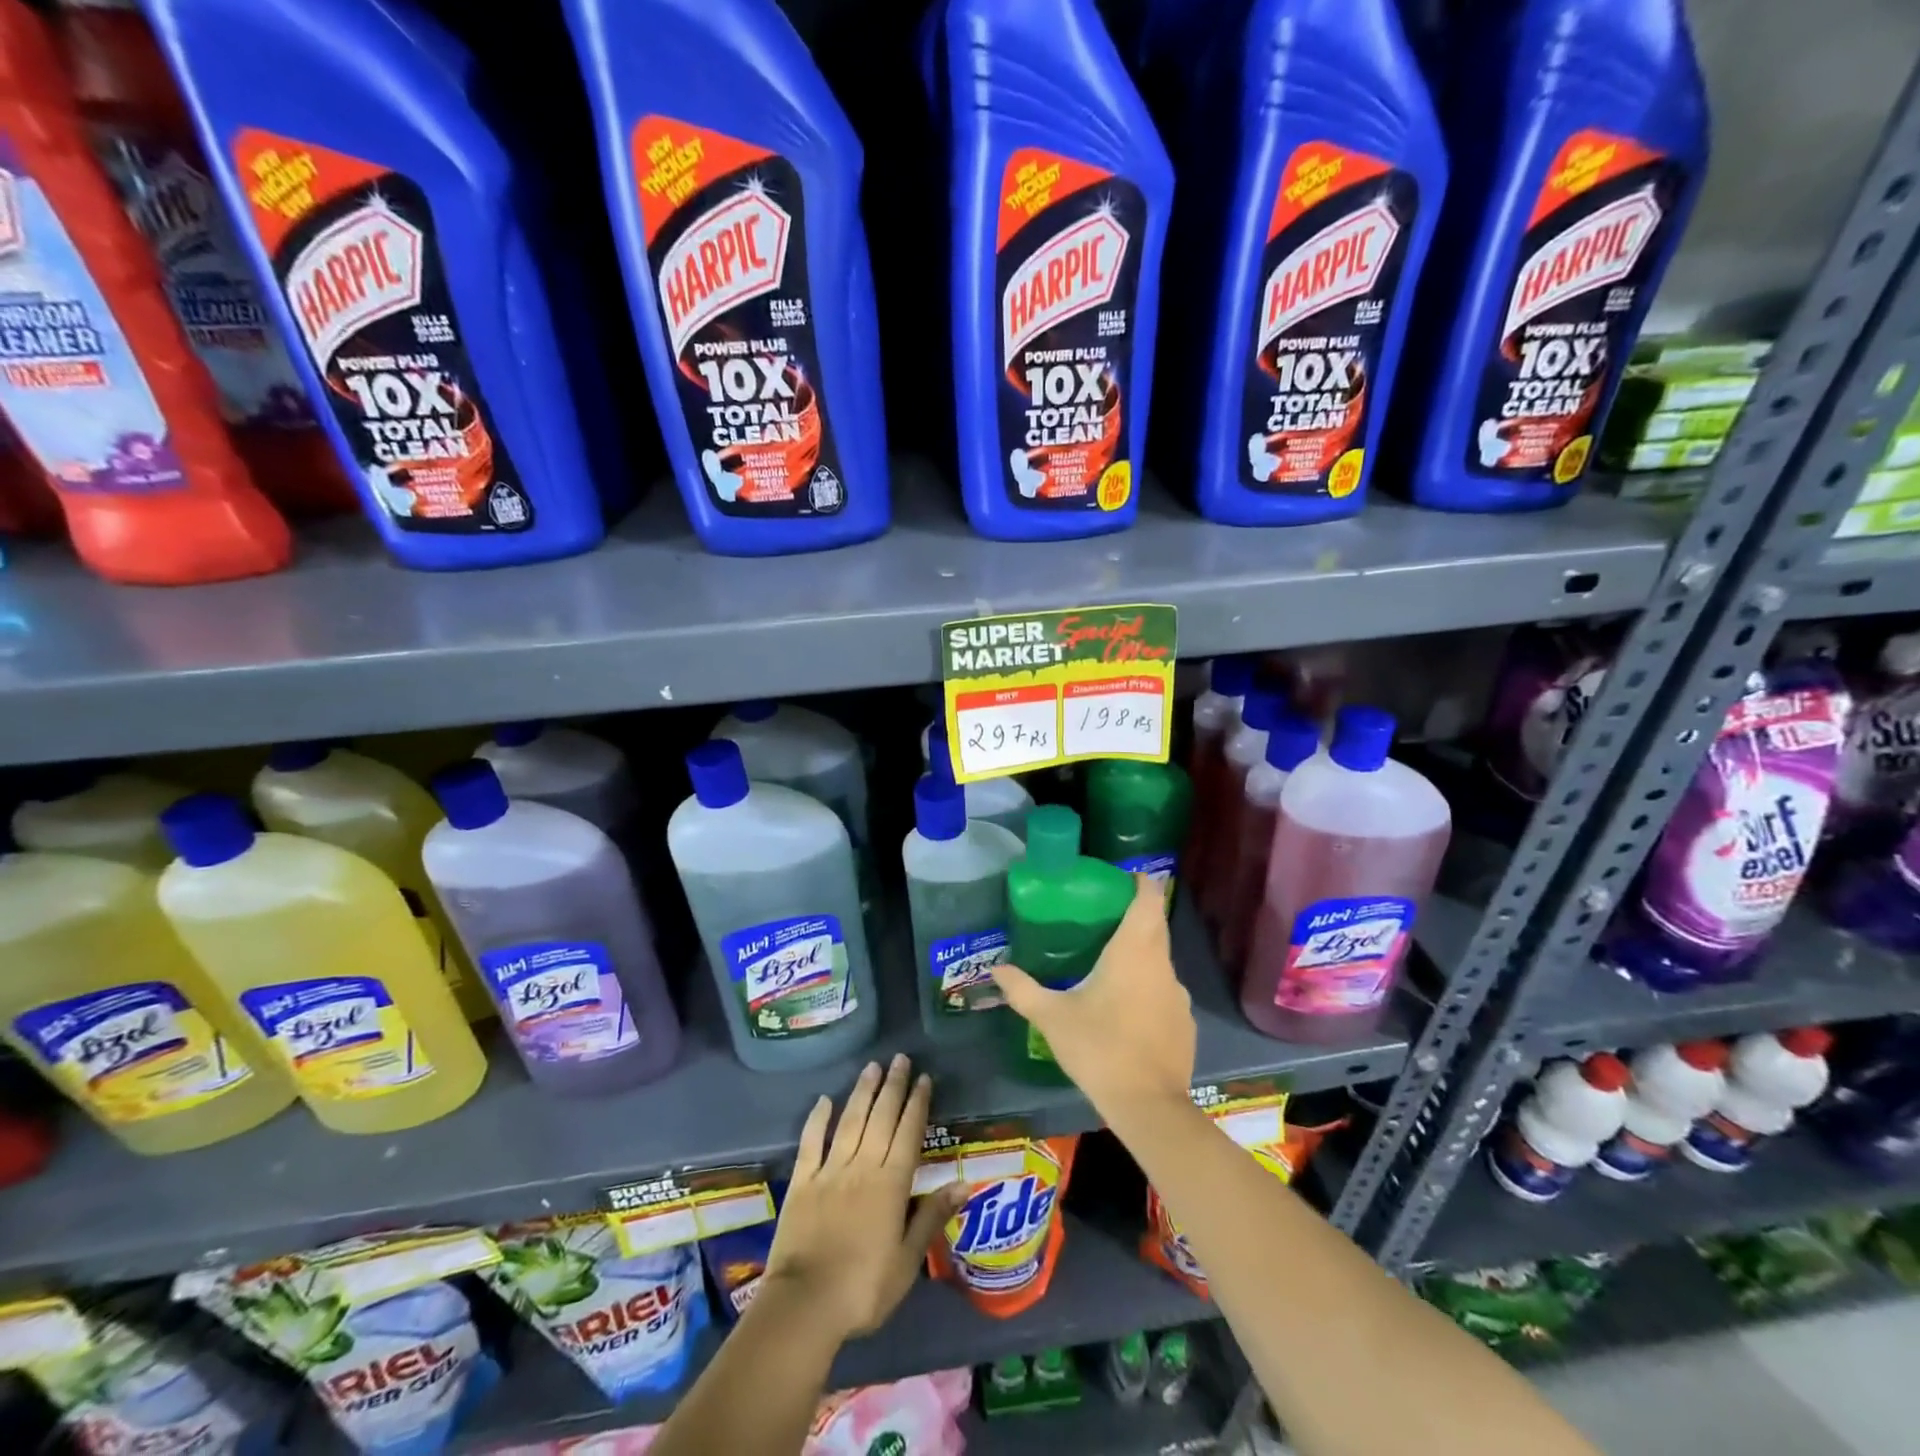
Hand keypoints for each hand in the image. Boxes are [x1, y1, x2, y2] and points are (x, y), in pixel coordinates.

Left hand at [761, 1055, 967, 1343]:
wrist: (805, 1305)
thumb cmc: (863, 1289)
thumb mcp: (907, 1261)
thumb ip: (932, 1217)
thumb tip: (964, 1183)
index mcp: (891, 1184)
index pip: (909, 1133)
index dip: (917, 1104)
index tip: (924, 1078)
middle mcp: (863, 1166)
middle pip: (881, 1117)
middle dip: (893, 1086)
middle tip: (901, 1059)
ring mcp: (830, 1170)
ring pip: (850, 1121)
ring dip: (862, 1092)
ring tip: (872, 1066)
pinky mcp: (802, 1181)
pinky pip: (811, 1142)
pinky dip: (817, 1118)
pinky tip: (823, 1100)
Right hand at [990, 873, 1196, 1124]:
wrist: (1148, 1106)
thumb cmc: (1099, 1048)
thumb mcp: (1052, 1017)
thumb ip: (1023, 989)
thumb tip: (995, 968)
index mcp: (1134, 952)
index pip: (1148, 900)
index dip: (1142, 882)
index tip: (1125, 877)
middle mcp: (1162, 965)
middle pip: (1156, 926)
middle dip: (1137, 915)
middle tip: (1104, 916)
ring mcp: (1178, 996)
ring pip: (1160, 962)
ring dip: (1141, 955)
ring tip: (1110, 965)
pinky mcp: (1185, 1023)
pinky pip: (1165, 993)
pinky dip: (1148, 989)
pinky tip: (1127, 1010)